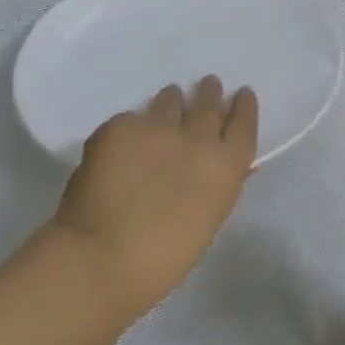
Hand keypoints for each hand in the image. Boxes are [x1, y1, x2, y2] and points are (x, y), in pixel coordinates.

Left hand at [50, 77, 258, 317]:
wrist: (100, 258)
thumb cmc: (163, 259)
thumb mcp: (206, 219)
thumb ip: (215, 184)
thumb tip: (218, 165)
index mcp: (225, 167)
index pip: (243, 123)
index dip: (243, 107)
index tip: (241, 95)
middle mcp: (197, 138)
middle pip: (208, 103)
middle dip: (209, 93)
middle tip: (208, 86)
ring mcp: (156, 127)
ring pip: (169, 100)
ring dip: (172, 102)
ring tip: (168, 103)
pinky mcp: (119, 126)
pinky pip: (131, 119)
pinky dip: (133, 126)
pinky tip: (124, 140)